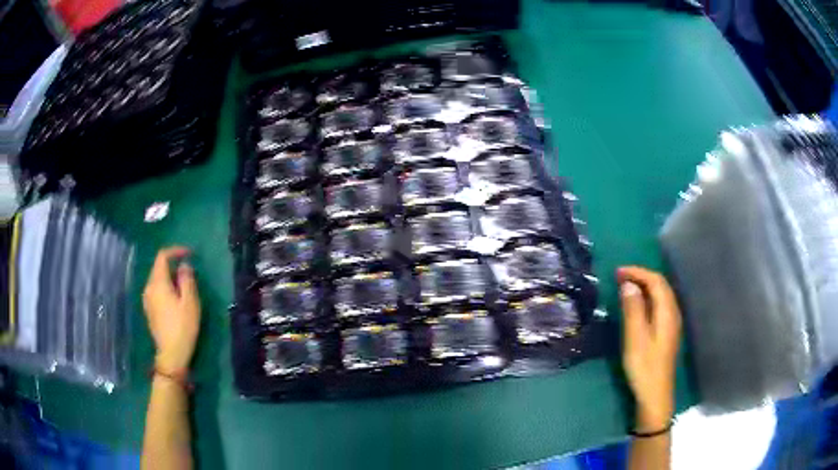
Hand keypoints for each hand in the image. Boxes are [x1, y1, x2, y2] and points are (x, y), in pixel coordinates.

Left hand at [142, 247, 200, 372]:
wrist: (171, 354)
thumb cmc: (183, 327)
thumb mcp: (190, 302)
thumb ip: (187, 280)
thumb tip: (184, 266)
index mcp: (158, 283)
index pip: (162, 256)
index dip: (175, 251)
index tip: (189, 254)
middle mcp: (149, 288)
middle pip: (158, 267)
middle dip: (173, 265)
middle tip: (189, 273)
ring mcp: (147, 299)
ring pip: (157, 279)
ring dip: (169, 277)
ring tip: (183, 287)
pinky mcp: (149, 310)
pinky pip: (156, 290)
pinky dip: (165, 287)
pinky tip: (175, 299)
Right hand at [618, 266, 681, 432]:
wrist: (655, 394)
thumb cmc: (644, 367)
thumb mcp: (635, 338)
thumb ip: (633, 310)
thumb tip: (628, 284)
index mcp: (667, 312)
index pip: (656, 281)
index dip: (638, 272)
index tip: (618, 272)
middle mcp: (673, 313)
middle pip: (661, 285)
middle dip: (641, 276)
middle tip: (619, 277)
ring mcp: (671, 323)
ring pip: (661, 295)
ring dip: (644, 286)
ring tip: (625, 287)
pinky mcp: (667, 332)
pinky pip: (659, 305)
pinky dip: (647, 298)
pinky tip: (637, 305)